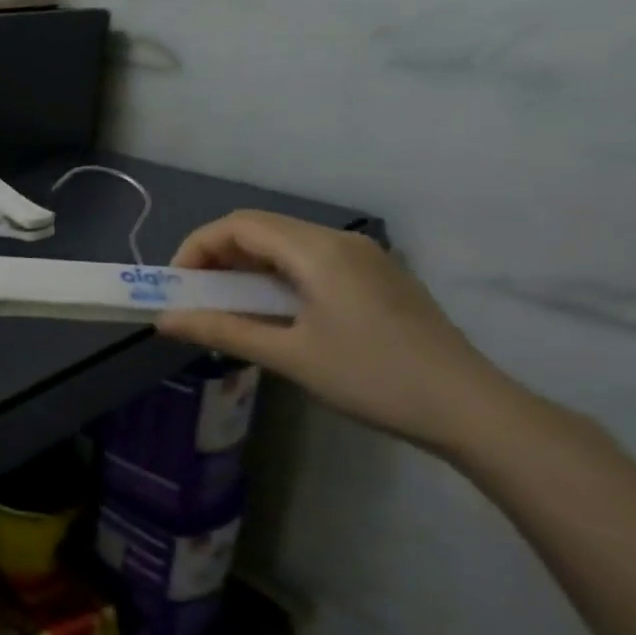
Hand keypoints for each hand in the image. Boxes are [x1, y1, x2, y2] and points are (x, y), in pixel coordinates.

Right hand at [156, 210, 520, 456]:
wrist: (471, 408)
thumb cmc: (372, 377)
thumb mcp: (289, 356)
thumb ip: (223, 330)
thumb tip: (164, 321)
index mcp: (318, 251)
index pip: (238, 226)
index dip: (197, 247)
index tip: (176, 285)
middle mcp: (340, 241)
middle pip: (260, 229)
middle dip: (217, 256)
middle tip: (195, 296)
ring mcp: (364, 257)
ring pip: (286, 244)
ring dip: (247, 267)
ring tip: (228, 307)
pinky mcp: (378, 277)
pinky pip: (312, 260)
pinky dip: (277, 276)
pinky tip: (275, 312)